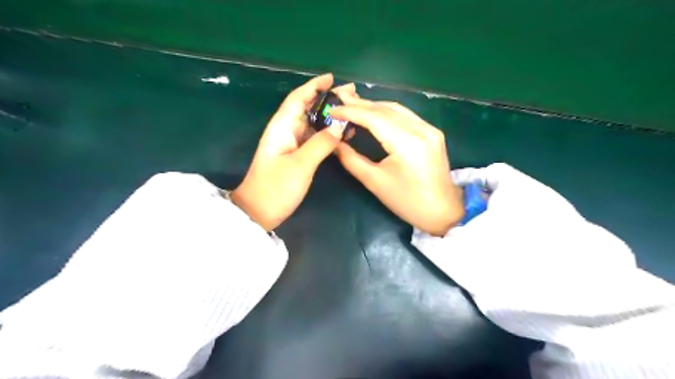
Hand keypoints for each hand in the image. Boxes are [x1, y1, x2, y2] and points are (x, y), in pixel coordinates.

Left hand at [233, 75, 357, 230]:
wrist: (259, 211)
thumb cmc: (276, 187)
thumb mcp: (300, 165)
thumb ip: (320, 144)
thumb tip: (339, 128)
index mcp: (282, 127)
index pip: (298, 98)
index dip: (314, 86)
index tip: (332, 78)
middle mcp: (285, 131)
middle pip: (307, 108)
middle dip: (327, 98)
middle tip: (351, 94)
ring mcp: (290, 144)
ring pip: (312, 123)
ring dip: (329, 115)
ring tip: (351, 111)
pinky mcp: (295, 155)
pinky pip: (313, 138)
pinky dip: (327, 133)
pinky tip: (341, 133)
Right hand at [332, 96, 464, 235]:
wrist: (442, 211)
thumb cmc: (407, 202)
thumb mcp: (375, 182)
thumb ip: (351, 159)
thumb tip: (333, 143)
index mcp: (407, 143)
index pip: (374, 118)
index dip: (351, 111)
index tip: (332, 109)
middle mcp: (421, 129)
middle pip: (386, 109)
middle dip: (360, 104)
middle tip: (339, 101)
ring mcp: (429, 129)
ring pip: (396, 109)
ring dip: (373, 106)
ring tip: (352, 105)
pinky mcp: (432, 132)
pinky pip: (406, 115)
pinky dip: (387, 112)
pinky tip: (374, 114)